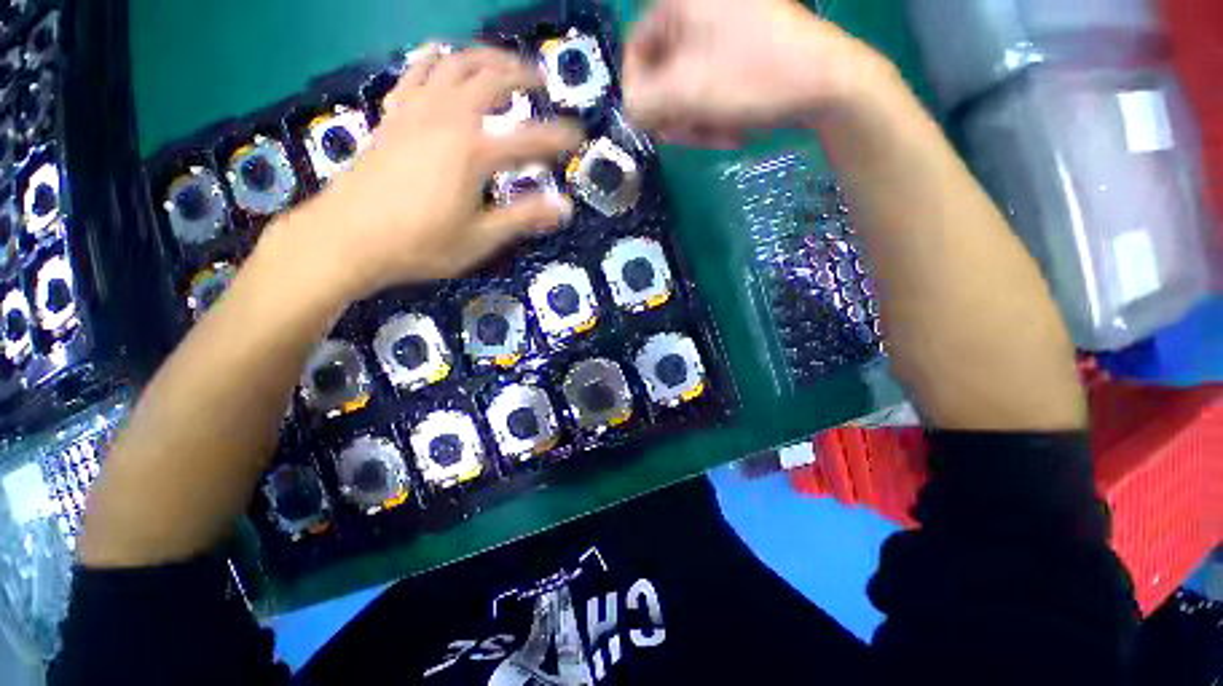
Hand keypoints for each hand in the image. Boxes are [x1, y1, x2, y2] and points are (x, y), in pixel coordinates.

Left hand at [278, 46, 582, 299]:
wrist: (347, 238)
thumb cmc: (421, 244)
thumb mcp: (481, 238)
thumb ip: (524, 217)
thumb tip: (565, 207)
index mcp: (474, 152)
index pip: (530, 139)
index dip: (558, 138)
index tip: (578, 135)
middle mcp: (448, 118)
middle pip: (491, 79)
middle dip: (521, 75)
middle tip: (540, 81)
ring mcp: (416, 111)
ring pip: (454, 63)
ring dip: (484, 57)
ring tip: (502, 62)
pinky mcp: (393, 114)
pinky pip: (416, 72)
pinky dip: (436, 59)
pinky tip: (443, 57)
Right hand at [624, 0, 887, 146]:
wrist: (826, 83)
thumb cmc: (752, 78)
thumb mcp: (685, 93)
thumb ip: (641, 103)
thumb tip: (631, 110)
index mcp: (682, 2)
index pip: (635, 52)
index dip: (639, 94)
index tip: (655, 125)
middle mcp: (700, 8)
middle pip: (663, 75)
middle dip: (676, 114)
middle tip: (691, 136)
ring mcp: (725, 28)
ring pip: (687, 88)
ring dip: (698, 121)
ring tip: (721, 134)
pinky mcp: (743, 49)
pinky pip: (712, 88)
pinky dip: (716, 113)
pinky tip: (734, 127)